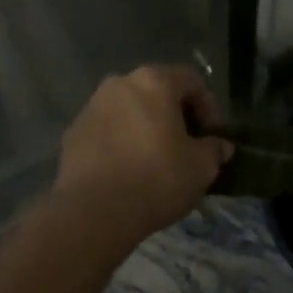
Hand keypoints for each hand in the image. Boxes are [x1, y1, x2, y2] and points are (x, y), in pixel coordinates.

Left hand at [52, 65, 230, 252]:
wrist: (93, 212)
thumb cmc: (156, 179)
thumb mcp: (201, 168)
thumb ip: (214, 150)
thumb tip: (220, 146)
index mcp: (154, 81)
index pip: (191, 80)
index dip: (208, 105)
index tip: (211, 136)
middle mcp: (120, 83)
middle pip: (157, 91)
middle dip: (174, 115)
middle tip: (185, 146)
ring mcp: (92, 106)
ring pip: (129, 109)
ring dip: (145, 127)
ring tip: (154, 160)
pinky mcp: (73, 133)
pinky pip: (107, 129)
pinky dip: (120, 142)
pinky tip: (126, 171)